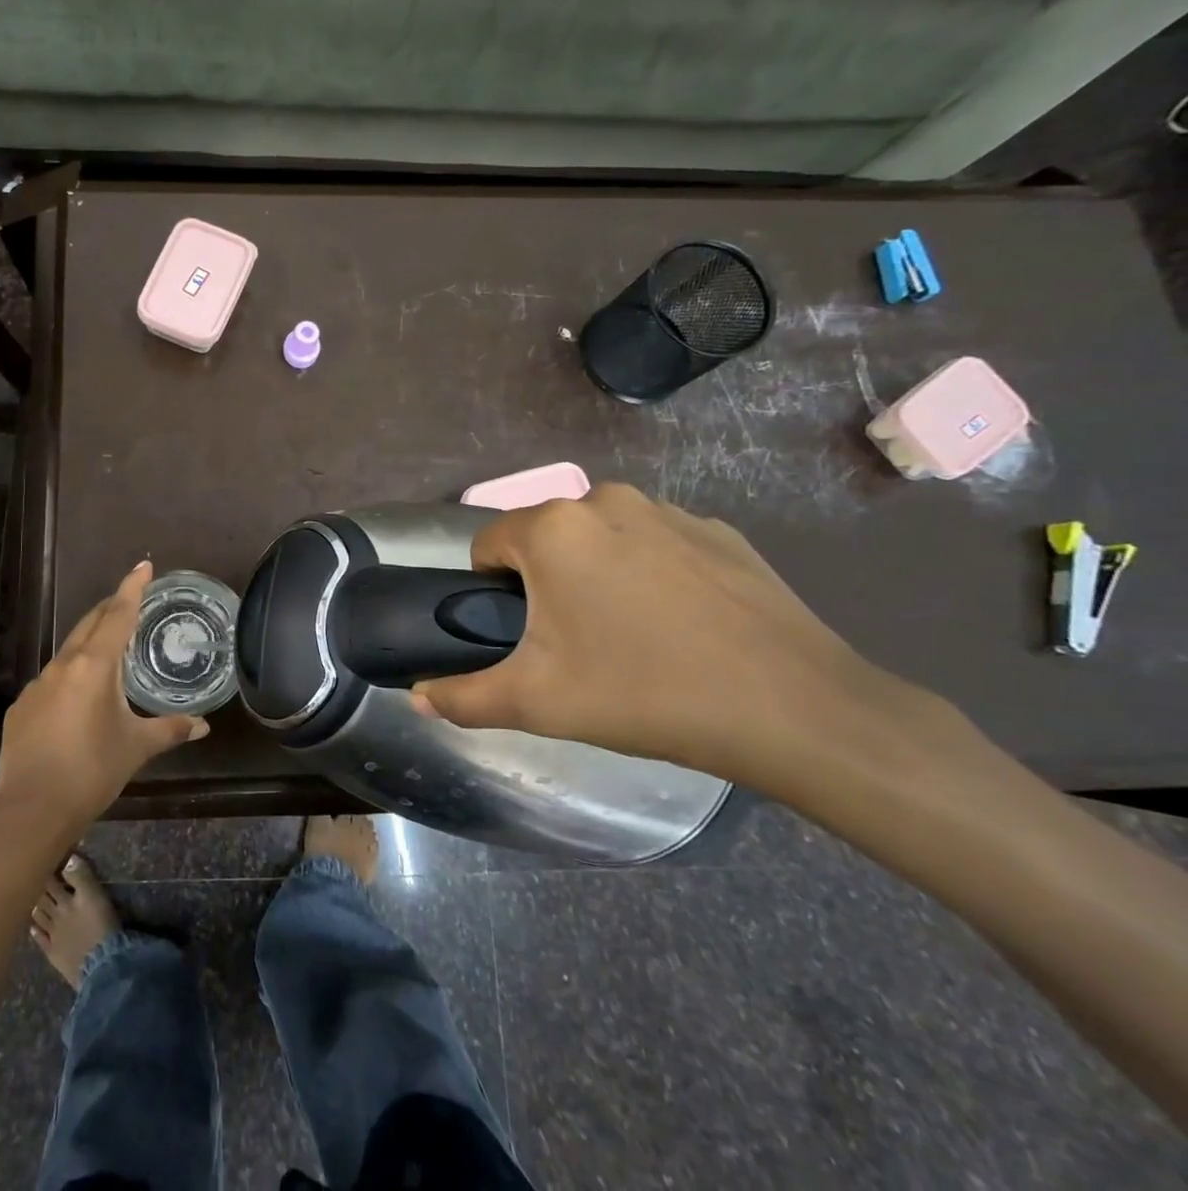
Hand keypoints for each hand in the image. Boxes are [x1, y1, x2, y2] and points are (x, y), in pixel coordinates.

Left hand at [0, 562, 208, 835]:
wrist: (31, 813)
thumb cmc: (92, 772)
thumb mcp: (136, 748)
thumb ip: (171, 730)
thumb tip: (203, 726)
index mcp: (95, 666)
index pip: (118, 614)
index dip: (133, 588)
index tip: (143, 565)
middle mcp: (64, 665)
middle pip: (90, 623)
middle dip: (111, 607)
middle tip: (131, 599)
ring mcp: (38, 685)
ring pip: (69, 650)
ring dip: (90, 640)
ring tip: (110, 647)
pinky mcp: (22, 707)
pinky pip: (52, 679)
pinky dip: (71, 674)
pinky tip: (78, 696)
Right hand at [412, 484, 935, 791]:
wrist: (792, 709)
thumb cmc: (643, 693)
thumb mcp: (537, 703)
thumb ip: (464, 697)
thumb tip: (418, 697)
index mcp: (552, 528)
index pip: (488, 545)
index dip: (492, 593)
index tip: (524, 638)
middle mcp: (604, 501)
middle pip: (545, 540)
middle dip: (546, 584)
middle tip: (575, 647)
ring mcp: (668, 511)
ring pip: (601, 540)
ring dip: (597, 576)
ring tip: (632, 639)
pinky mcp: (719, 531)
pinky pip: (656, 546)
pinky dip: (652, 576)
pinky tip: (682, 628)